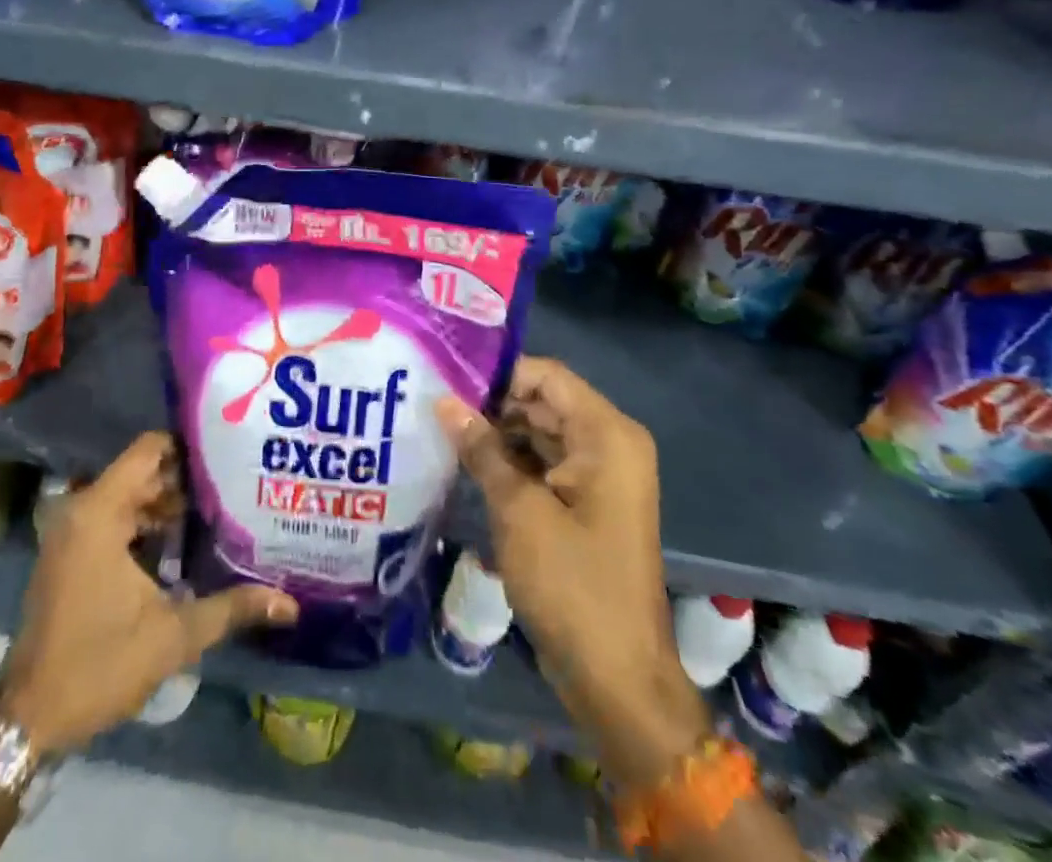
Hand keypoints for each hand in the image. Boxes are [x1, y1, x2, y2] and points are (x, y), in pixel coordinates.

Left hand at [0, 433, 297, 752]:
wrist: (29, 719)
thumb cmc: (98, 665)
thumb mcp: (172, 636)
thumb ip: (231, 608)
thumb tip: (290, 604)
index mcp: (100, 511)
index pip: (149, 448)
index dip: (189, 447)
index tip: (228, 455)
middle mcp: (81, 509)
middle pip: (143, 472)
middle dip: (186, 479)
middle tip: (235, 484)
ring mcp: (71, 531)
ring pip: (130, 496)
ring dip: (167, 504)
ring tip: (218, 511)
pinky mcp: (70, 553)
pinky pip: (114, 518)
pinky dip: (145, 523)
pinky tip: (182, 543)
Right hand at [437, 357, 709, 783]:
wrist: (617, 678)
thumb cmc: (572, 584)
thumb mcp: (519, 511)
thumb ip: (482, 449)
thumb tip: (443, 401)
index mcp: (606, 435)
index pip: (547, 376)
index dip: (499, 373)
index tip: (447, 375)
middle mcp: (609, 445)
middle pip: (544, 403)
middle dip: (492, 403)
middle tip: (434, 400)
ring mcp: (599, 476)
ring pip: (541, 434)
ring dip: (498, 433)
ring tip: (441, 427)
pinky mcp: (586, 504)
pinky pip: (545, 465)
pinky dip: (511, 462)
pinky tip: (467, 462)